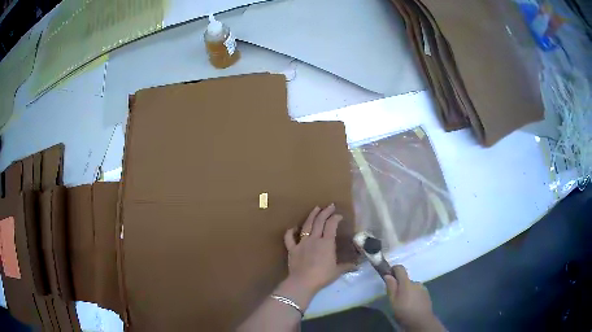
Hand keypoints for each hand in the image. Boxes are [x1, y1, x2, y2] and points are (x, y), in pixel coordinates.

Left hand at [282, 204, 355, 298]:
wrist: (303, 282)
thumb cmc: (322, 276)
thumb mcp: (337, 271)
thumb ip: (347, 266)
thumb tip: (358, 266)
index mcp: (326, 243)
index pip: (331, 225)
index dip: (335, 218)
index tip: (339, 215)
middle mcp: (314, 239)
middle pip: (319, 222)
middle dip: (325, 212)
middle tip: (330, 205)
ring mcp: (302, 243)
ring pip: (307, 226)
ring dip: (312, 216)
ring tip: (316, 208)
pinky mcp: (292, 249)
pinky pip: (289, 238)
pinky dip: (290, 232)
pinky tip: (293, 227)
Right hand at [385, 265, 444, 330]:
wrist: (421, 320)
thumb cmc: (404, 311)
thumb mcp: (393, 301)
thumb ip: (391, 287)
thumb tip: (388, 275)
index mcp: (406, 283)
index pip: (400, 268)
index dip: (393, 269)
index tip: (388, 276)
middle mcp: (416, 282)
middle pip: (406, 279)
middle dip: (400, 285)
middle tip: (395, 297)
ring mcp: (423, 288)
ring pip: (412, 286)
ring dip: (407, 291)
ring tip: (404, 303)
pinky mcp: (426, 294)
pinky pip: (417, 291)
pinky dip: (413, 295)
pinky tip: (411, 304)